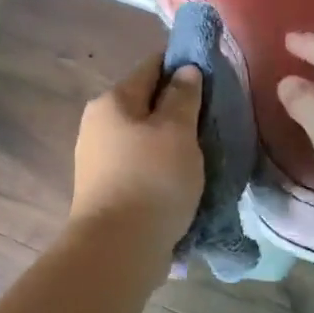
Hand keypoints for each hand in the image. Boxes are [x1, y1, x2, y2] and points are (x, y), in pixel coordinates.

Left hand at [68, 53, 204, 257]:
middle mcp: (98, 125)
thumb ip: (183, 97)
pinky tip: (183, 179)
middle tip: (215, 118)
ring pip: (144, 138)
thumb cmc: (152, 180)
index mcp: (112, 101)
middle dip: (179, 107)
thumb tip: (185, 70)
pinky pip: (141, 167)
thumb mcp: (177, 131)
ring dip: (172, 142)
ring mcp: (98, 160)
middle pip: (146, 104)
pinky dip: (162, 167)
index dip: (183, 64)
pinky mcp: (106, 190)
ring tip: (205, 153)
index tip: (214, 72)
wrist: (118, 248)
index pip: (151, 66)